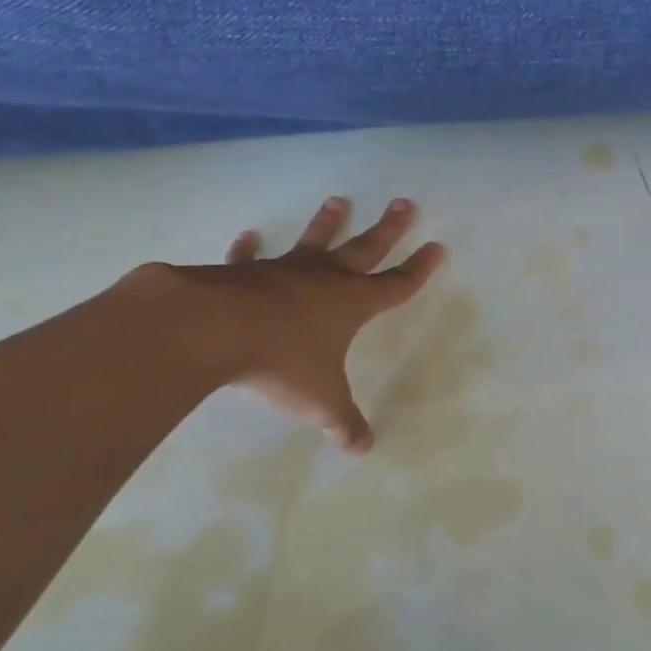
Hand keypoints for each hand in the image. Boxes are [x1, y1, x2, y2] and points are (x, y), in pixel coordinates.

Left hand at [129, 195, 443, 452]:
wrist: (214, 330)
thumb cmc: (282, 362)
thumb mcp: (320, 400)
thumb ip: (343, 422)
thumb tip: (363, 449)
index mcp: (351, 304)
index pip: (396, 285)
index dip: (418, 270)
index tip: (436, 247)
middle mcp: (323, 280)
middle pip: (364, 248)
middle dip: (388, 229)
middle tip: (404, 203)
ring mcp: (282, 271)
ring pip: (313, 242)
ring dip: (327, 223)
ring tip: (339, 201)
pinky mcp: (241, 273)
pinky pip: (249, 258)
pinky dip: (248, 248)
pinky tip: (248, 235)